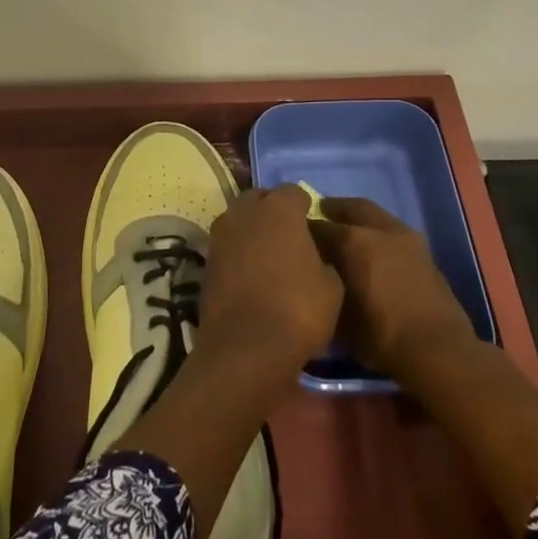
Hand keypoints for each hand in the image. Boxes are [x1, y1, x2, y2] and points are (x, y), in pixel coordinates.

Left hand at [197, 184, 342, 387]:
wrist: (246, 347)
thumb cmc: (298, 310)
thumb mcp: (331, 285)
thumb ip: (322, 258)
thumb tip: (313, 256)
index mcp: (279, 209)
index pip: (293, 191)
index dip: (304, 206)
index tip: (312, 223)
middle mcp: (245, 212)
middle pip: (259, 198)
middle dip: (273, 210)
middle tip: (289, 235)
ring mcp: (220, 235)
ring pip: (239, 219)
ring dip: (252, 229)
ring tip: (269, 254)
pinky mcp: (206, 260)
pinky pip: (227, 244)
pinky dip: (238, 251)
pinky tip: (251, 272)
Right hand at [311, 197, 477, 386]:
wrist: (437, 350)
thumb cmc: (379, 334)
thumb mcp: (338, 316)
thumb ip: (323, 288)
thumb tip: (315, 277)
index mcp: (353, 241)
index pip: (319, 226)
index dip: (304, 230)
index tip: (293, 235)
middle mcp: (380, 230)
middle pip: (352, 208)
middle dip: (334, 209)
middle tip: (320, 213)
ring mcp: (407, 239)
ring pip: (377, 217)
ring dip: (360, 220)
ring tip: (347, 234)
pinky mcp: (425, 253)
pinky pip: (393, 233)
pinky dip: (379, 235)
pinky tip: (372, 252)